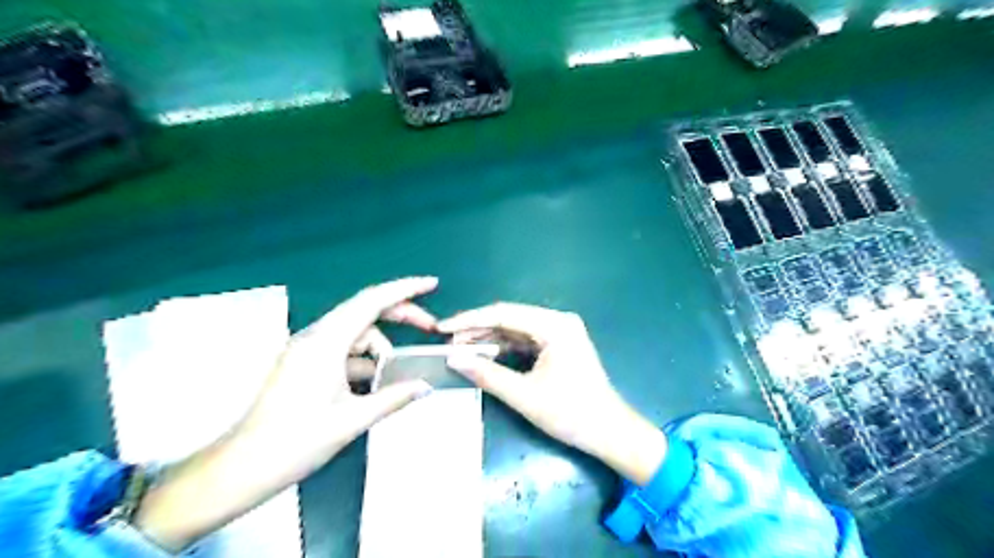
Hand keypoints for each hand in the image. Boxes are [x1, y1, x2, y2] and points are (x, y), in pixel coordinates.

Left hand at [236, 274, 437, 479]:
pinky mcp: (304, 362)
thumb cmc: (297, 442)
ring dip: (380, 348)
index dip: (405, 289)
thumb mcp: (353, 420)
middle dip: (400, 315)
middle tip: (430, 327)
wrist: (242, 468)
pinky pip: (343, 350)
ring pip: (356, 333)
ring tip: (395, 375)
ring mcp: (307, 349)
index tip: (431, 284)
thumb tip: (425, 386)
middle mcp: (315, 337)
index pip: (372, 301)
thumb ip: (394, 398)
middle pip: (366, 311)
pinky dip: (364, 360)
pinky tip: (375, 383)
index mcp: (325, 343)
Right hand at [439, 303, 666, 484]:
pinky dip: (504, 347)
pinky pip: (525, 340)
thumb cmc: (571, 413)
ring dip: (489, 338)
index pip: (504, 313)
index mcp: (555, 325)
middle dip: (477, 330)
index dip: (470, 320)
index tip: (442, 328)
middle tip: (447, 342)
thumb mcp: (524, 395)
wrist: (609, 432)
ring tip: (459, 348)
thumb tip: (452, 358)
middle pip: (509, 318)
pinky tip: (483, 354)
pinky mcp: (558, 345)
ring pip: (516, 329)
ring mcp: (560, 332)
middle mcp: (558, 321)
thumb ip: (487, 374)